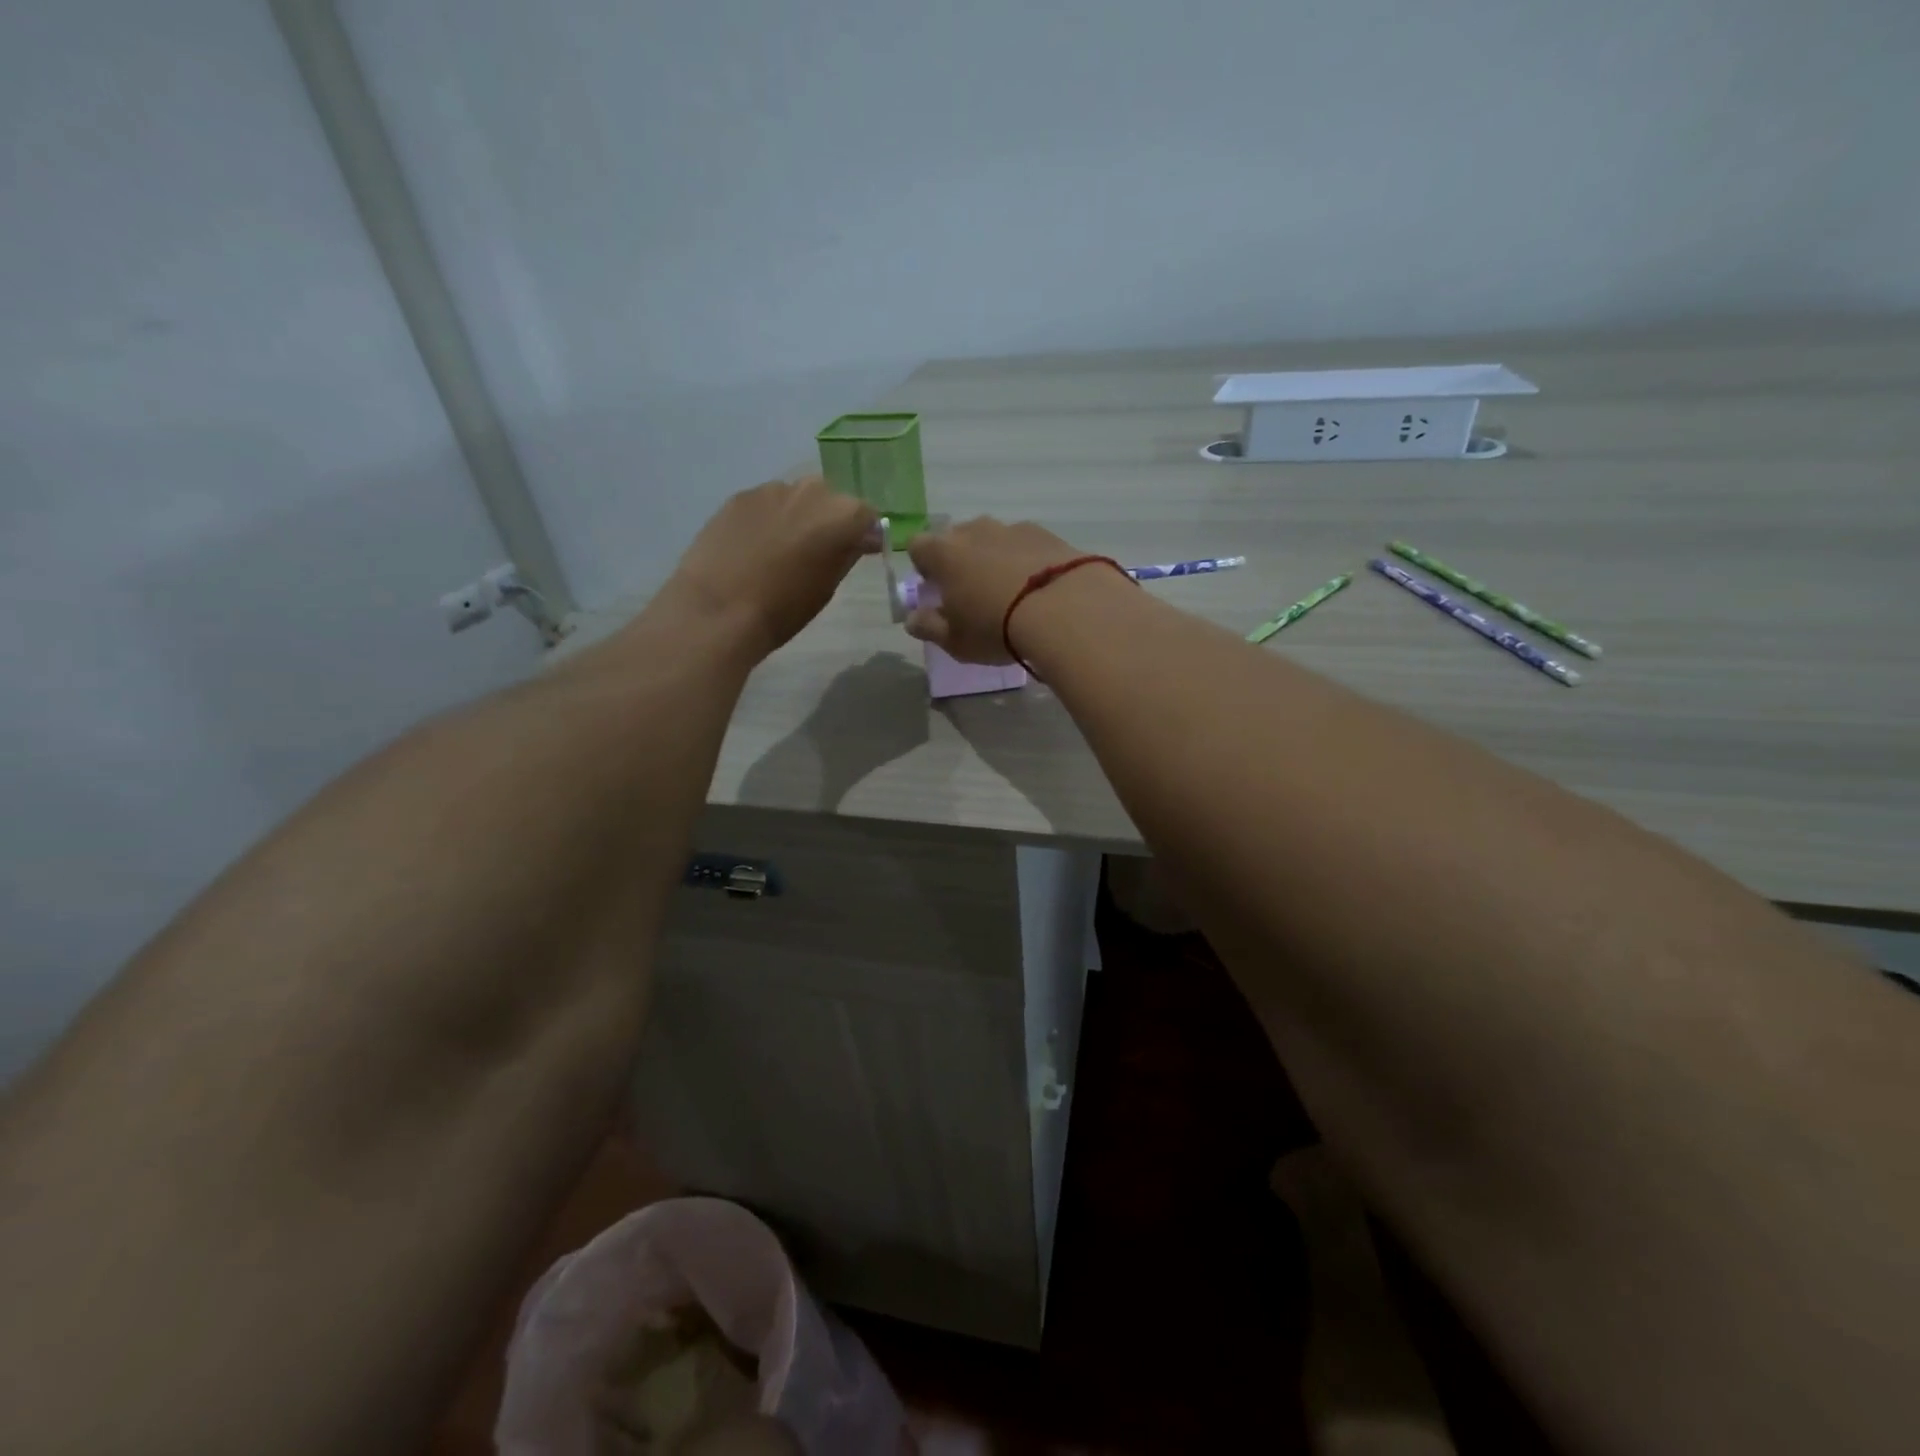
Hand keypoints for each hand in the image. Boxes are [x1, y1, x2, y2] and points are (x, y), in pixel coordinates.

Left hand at [666, 476, 876, 656]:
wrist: (719, 609)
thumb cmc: (784, 608)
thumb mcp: (827, 587)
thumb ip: (846, 555)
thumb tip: (857, 540)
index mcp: (842, 514)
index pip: (867, 516)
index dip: (865, 535)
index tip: (860, 553)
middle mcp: (811, 490)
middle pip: (831, 500)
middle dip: (831, 521)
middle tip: (820, 552)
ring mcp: (772, 489)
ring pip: (797, 499)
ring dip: (798, 517)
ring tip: (783, 550)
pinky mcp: (740, 496)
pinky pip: (767, 504)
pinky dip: (769, 519)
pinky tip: (755, 547)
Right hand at [904, 517, 1087, 662]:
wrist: (1064, 610)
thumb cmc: (996, 628)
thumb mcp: (955, 641)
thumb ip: (928, 627)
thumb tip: (913, 619)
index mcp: (943, 553)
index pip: (918, 546)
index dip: (924, 567)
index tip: (937, 590)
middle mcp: (974, 530)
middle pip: (957, 538)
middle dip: (960, 560)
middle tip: (974, 593)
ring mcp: (1012, 528)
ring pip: (993, 539)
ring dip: (995, 558)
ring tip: (1012, 592)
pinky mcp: (1047, 534)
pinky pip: (1026, 545)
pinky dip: (1027, 560)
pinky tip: (1040, 588)